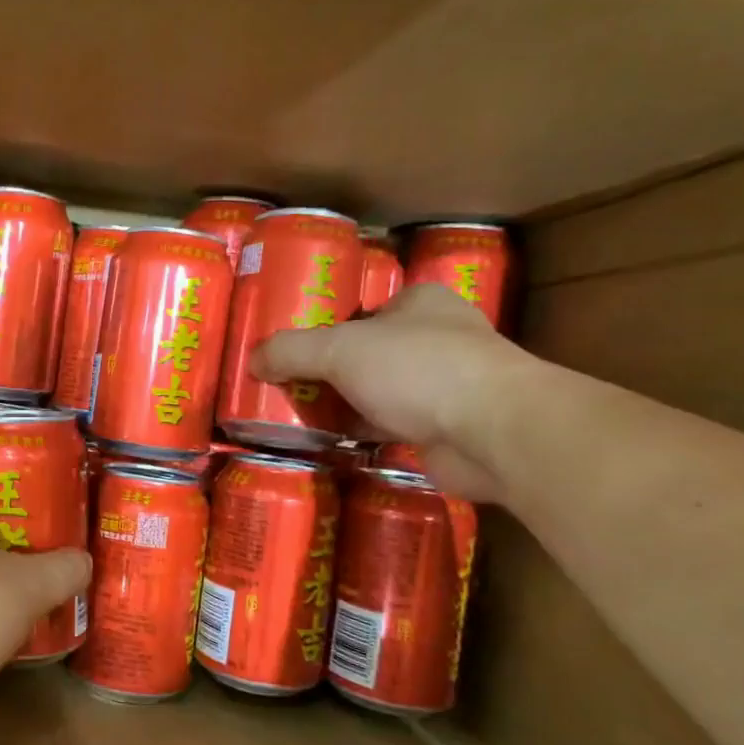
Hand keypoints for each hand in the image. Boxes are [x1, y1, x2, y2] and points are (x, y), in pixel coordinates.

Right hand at [252, 284, 534, 500]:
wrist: (492, 433)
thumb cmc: (418, 370)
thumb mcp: (340, 350)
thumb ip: (291, 351)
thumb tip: (252, 360)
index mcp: (420, 303)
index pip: (363, 310)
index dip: (325, 327)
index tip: (290, 349)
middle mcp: (437, 339)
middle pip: (367, 352)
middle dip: (329, 370)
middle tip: (284, 385)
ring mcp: (445, 386)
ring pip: (378, 391)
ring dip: (344, 404)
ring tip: (295, 414)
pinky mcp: (444, 428)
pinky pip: (389, 426)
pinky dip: (362, 432)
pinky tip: (328, 441)